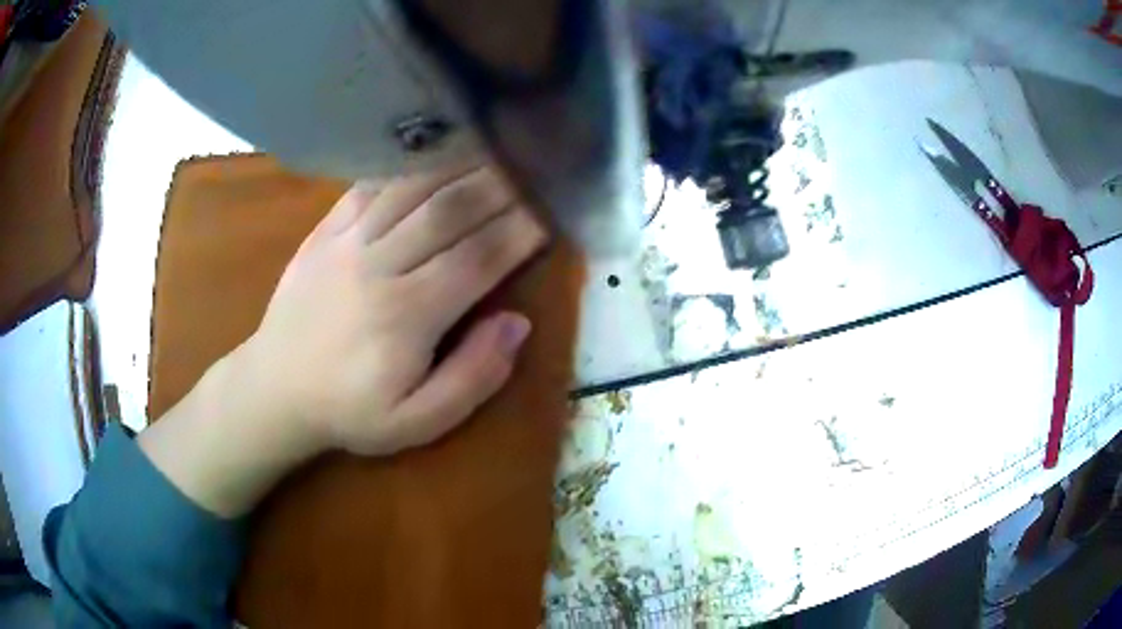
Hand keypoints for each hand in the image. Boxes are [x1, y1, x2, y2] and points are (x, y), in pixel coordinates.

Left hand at [238, 162, 547, 455]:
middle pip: (451, 211)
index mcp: (407, 315)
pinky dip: (407, 164)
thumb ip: (472, 377)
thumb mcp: (417, 421)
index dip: (522, 231)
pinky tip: (433, 149)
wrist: (275, 389)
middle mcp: (379, 264)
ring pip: (413, 188)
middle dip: (501, 186)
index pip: (480, 258)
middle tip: (535, 165)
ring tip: (497, 147)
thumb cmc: (350, 411)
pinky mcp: (325, 230)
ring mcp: (347, 241)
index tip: (553, 210)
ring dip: (461, 165)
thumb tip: (517, 324)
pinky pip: (370, 185)